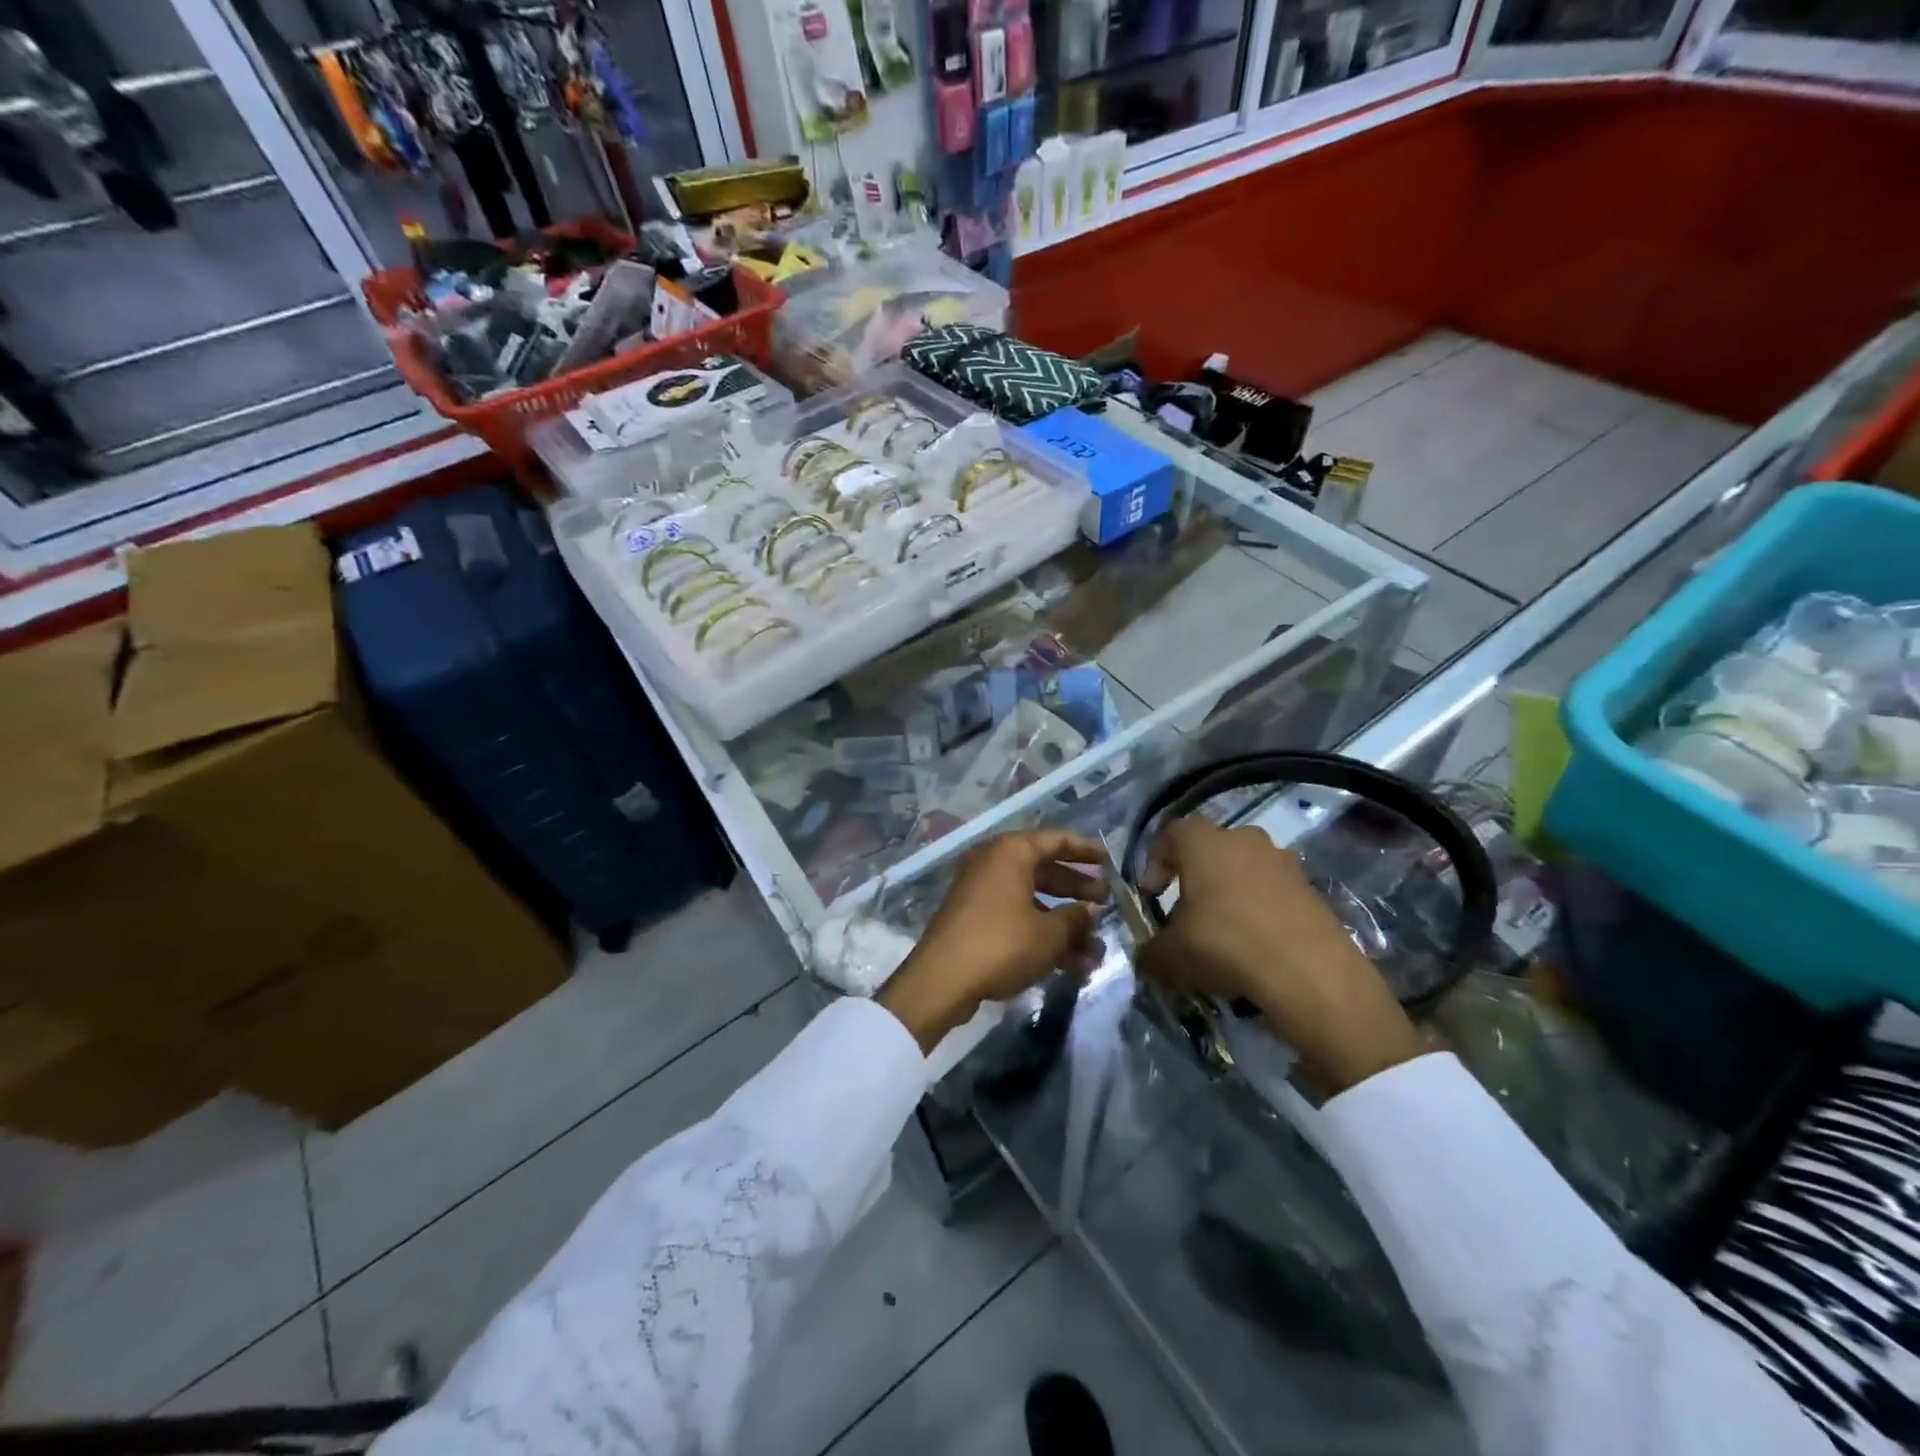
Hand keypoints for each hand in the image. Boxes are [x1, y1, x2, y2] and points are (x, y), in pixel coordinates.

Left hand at [878, 829, 1107, 1051]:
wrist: (942, 980)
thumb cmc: (1002, 944)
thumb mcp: (1049, 934)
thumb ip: (1075, 918)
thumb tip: (1091, 910)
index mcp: (1010, 852)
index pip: (1055, 840)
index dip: (1085, 850)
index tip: (1109, 861)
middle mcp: (993, 863)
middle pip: (1044, 869)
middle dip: (1076, 889)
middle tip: (1106, 903)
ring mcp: (980, 892)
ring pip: (1031, 899)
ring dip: (1063, 922)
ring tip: (1095, 947)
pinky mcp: (974, 919)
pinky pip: (1016, 917)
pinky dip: (1041, 933)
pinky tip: (1070, 963)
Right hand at [1136, 819, 1424, 1093]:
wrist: (1310, 973)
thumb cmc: (1226, 945)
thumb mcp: (1171, 955)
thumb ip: (1150, 951)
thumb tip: (1145, 956)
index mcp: (1205, 842)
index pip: (1171, 833)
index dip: (1155, 861)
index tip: (1152, 895)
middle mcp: (1244, 839)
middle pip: (1210, 849)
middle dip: (1195, 877)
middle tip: (1186, 914)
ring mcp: (1283, 861)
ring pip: (1244, 869)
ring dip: (1229, 893)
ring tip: (1223, 932)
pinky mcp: (1311, 888)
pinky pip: (1273, 891)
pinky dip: (1260, 909)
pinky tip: (1255, 945)